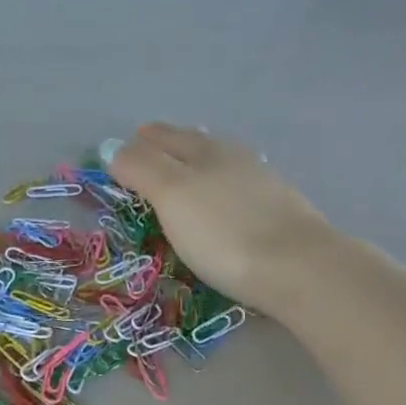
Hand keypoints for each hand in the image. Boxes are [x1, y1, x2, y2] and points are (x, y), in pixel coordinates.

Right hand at [109, 123, 349, 323]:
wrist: (293, 266)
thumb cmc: (222, 233)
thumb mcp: (172, 196)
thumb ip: (142, 169)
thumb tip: (112, 147)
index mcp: (203, 150)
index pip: (164, 138)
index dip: (141, 144)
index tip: (122, 150)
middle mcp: (232, 158)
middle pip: (194, 145)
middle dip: (168, 149)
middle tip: (148, 157)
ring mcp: (259, 184)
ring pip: (219, 166)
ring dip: (196, 169)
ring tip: (181, 180)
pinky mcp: (276, 213)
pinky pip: (237, 192)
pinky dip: (219, 192)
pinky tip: (220, 205)